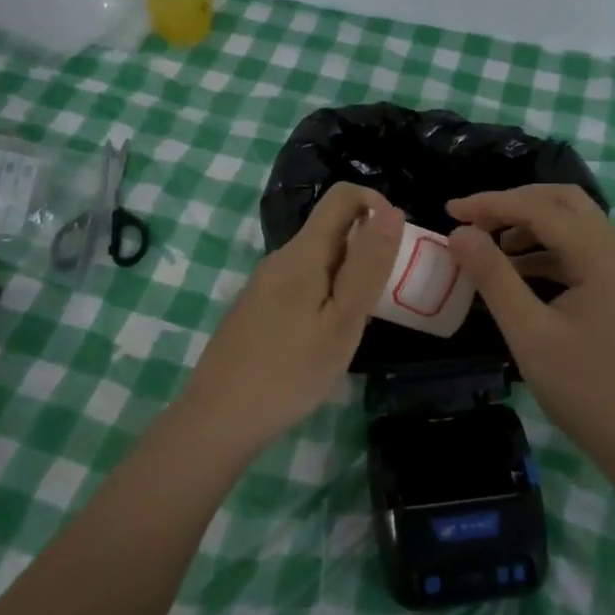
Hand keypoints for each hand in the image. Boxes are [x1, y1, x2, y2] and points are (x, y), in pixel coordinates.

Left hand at [184, 183, 403, 450]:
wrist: (218, 419)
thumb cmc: (290, 371)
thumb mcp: (343, 320)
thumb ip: (368, 264)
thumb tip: (390, 210)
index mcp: (302, 252)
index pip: (342, 196)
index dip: (376, 204)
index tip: (396, 245)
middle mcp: (279, 258)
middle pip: (331, 229)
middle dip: (365, 249)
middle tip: (382, 299)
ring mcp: (263, 283)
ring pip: (317, 260)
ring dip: (346, 277)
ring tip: (355, 326)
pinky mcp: (256, 308)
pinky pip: (300, 284)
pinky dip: (324, 296)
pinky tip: (323, 339)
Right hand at [447, 184, 614, 474]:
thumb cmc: (585, 389)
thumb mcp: (529, 333)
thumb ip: (494, 277)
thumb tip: (460, 234)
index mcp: (599, 257)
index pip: (540, 208)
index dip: (492, 204)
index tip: (450, 212)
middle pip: (565, 203)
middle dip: (516, 203)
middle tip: (476, 220)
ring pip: (574, 227)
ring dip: (531, 226)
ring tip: (490, 248)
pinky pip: (578, 255)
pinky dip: (545, 252)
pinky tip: (517, 274)